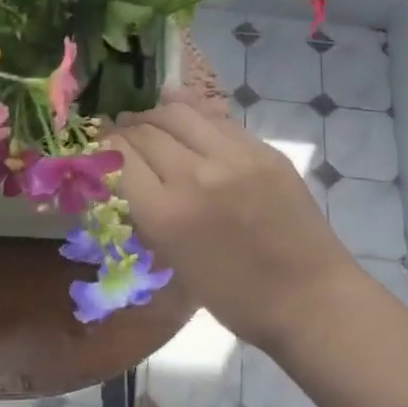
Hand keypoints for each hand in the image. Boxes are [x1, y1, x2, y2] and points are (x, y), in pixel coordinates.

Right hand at [109, 91, 362, 353]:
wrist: (309, 298)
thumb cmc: (236, 298)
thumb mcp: (175, 261)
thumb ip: (148, 214)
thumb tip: (127, 178)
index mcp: (166, 213)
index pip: (120, 158)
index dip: (103, 147)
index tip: (97, 145)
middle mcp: (195, 175)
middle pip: (147, 131)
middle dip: (125, 128)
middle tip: (118, 131)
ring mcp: (234, 157)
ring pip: (180, 113)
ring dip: (155, 113)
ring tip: (147, 118)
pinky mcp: (264, 150)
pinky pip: (217, 119)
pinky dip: (192, 111)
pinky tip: (180, 108)